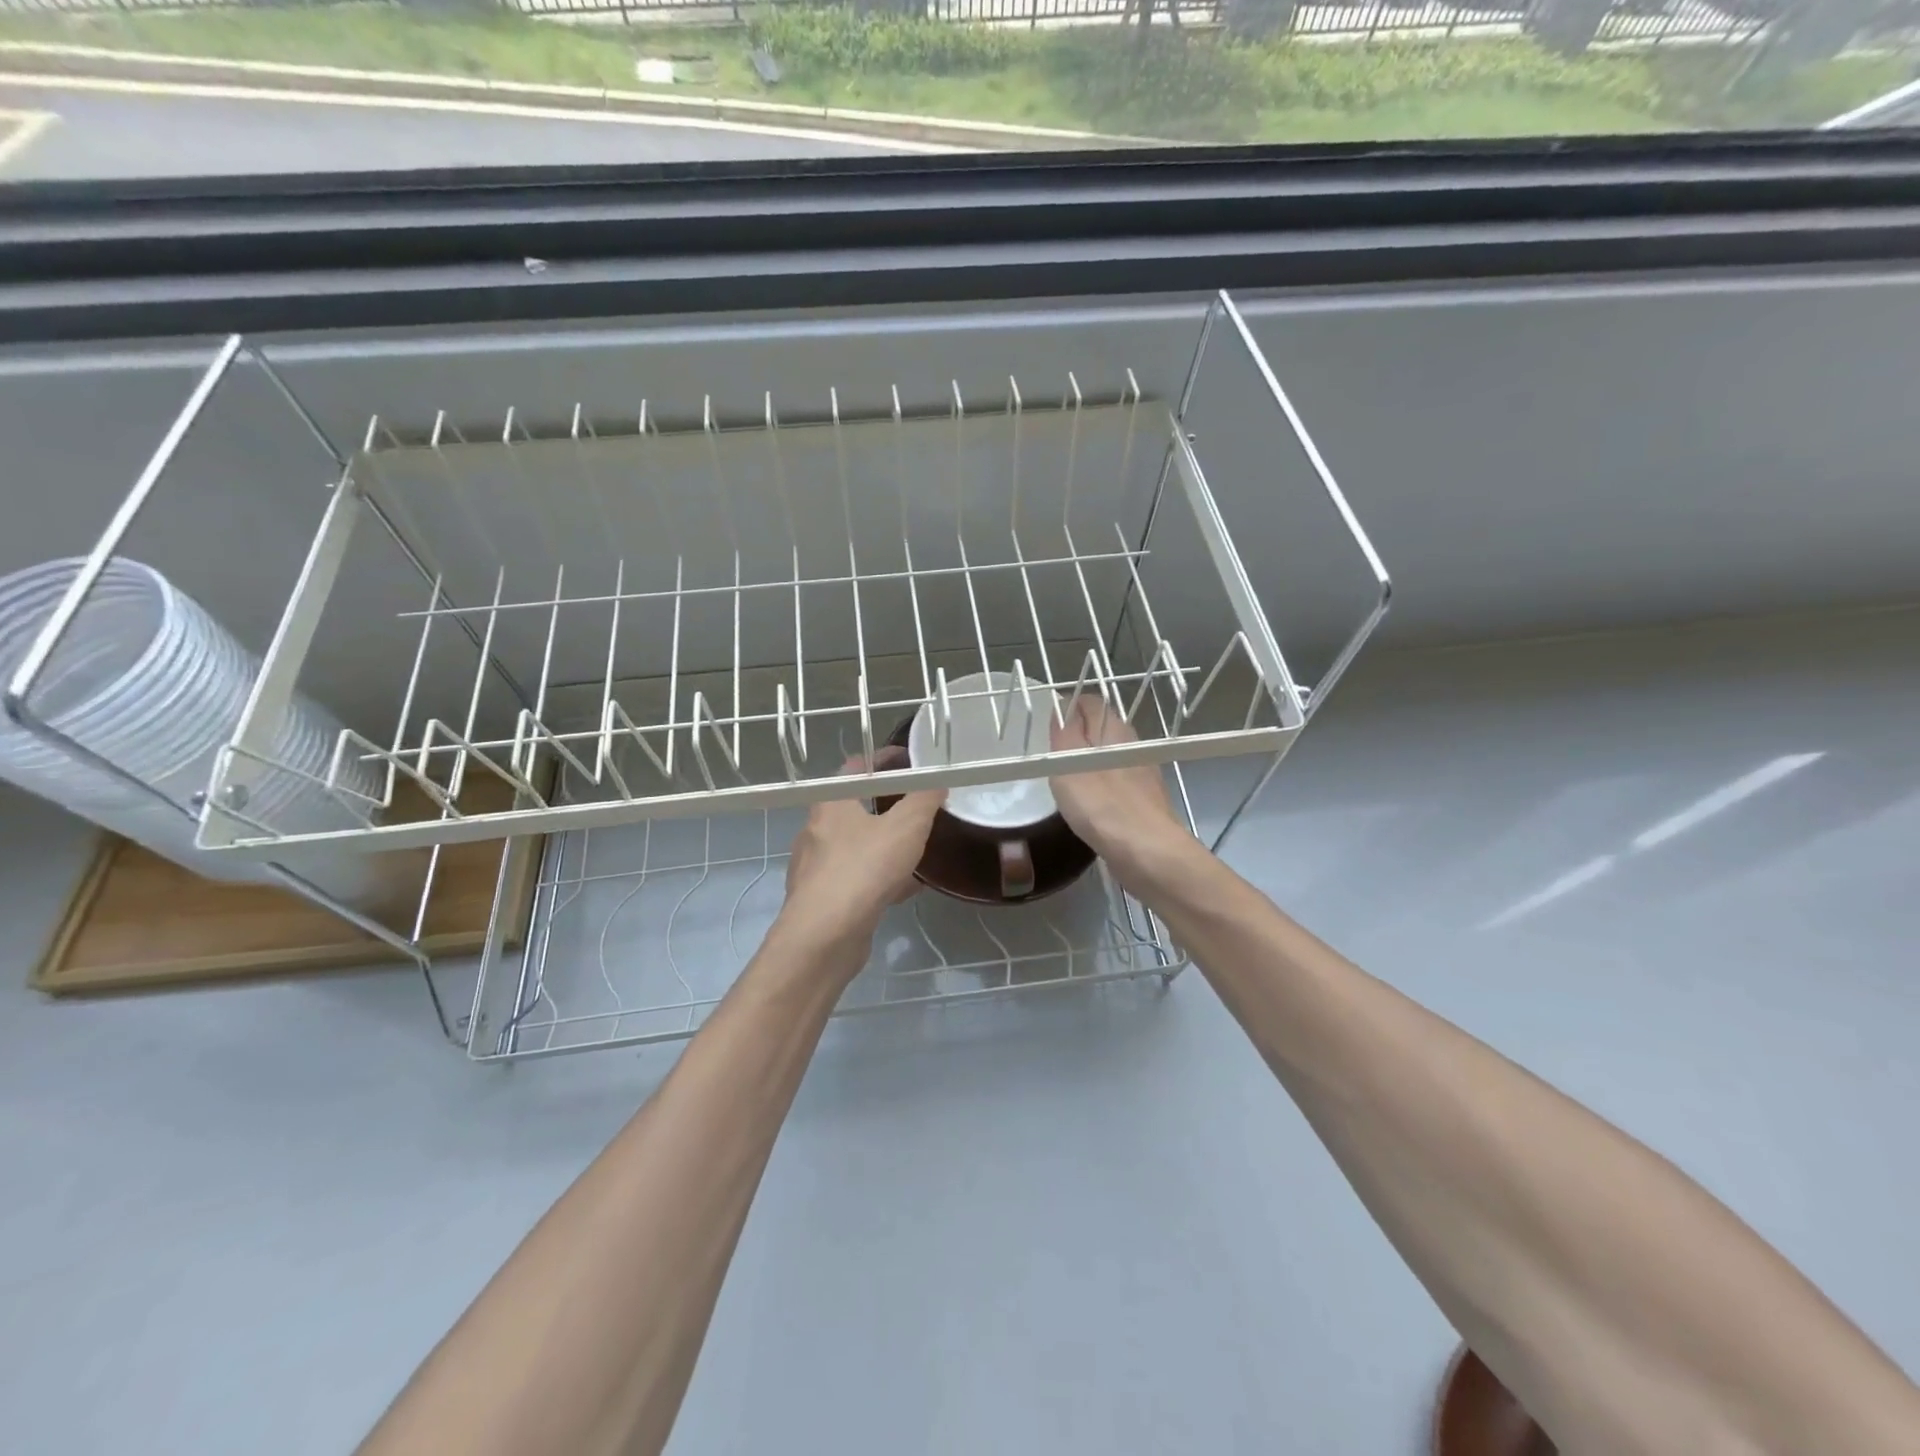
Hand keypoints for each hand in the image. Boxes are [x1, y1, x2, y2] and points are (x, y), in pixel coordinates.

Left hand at [776, 747, 943, 969]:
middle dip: (888, 804)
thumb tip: (936, 783)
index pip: (855, 767)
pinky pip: (858, 877)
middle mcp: (818, 830)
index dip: (884, 759)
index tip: (910, 760)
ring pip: (858, 845)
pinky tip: (908, 888)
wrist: (825, 936)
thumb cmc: (864, 869)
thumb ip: (924, 800)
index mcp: (831, 802)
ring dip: (886, 842)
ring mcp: (817, 866)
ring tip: (918, 846)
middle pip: (855, 806)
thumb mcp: (906, 826)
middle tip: (919, 804)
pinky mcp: (824, 899)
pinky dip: (882, 876)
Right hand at [1048, 694, 1195, 888]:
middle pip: (1102, 729)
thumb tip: (1063, 707)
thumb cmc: (1102, 804)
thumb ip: (1064, 733)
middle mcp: (1133, 746)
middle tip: (1052, 751)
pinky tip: (1090, 804)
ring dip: (1089, 762)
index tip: (1047, 722)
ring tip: (1065, 778)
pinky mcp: (1145, 802)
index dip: (1068, 706)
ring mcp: (1143, 775)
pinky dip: (1101, 787)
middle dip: (1078, 734)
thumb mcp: (1069, 763)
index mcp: (1115, 730)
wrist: (1149, 853)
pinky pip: (1117, 784)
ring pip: (1110, 757)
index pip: (1091, 703)